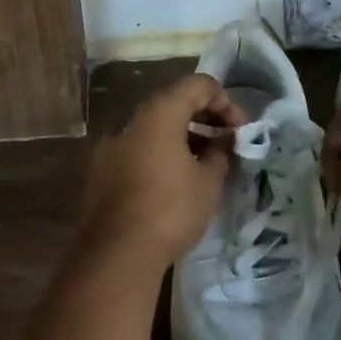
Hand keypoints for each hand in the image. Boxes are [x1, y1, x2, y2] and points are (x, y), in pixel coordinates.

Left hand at [80, 72, 243, 272]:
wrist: (116, 255)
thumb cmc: (170, 210)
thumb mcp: (208, 182)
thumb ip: (221, 152)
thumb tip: (225, 141)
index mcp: (159, 113)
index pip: (198, 84)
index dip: (225, 101)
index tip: (239, 130)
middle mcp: (131, 121)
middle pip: (173, 103)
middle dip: (204, 118)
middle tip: (226, 144)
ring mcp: (111, 146)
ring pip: (154, 129)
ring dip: (182, 138)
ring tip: (204, 166)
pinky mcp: (101, 172)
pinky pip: (138, 150)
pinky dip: (160, 155)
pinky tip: (174, 183)